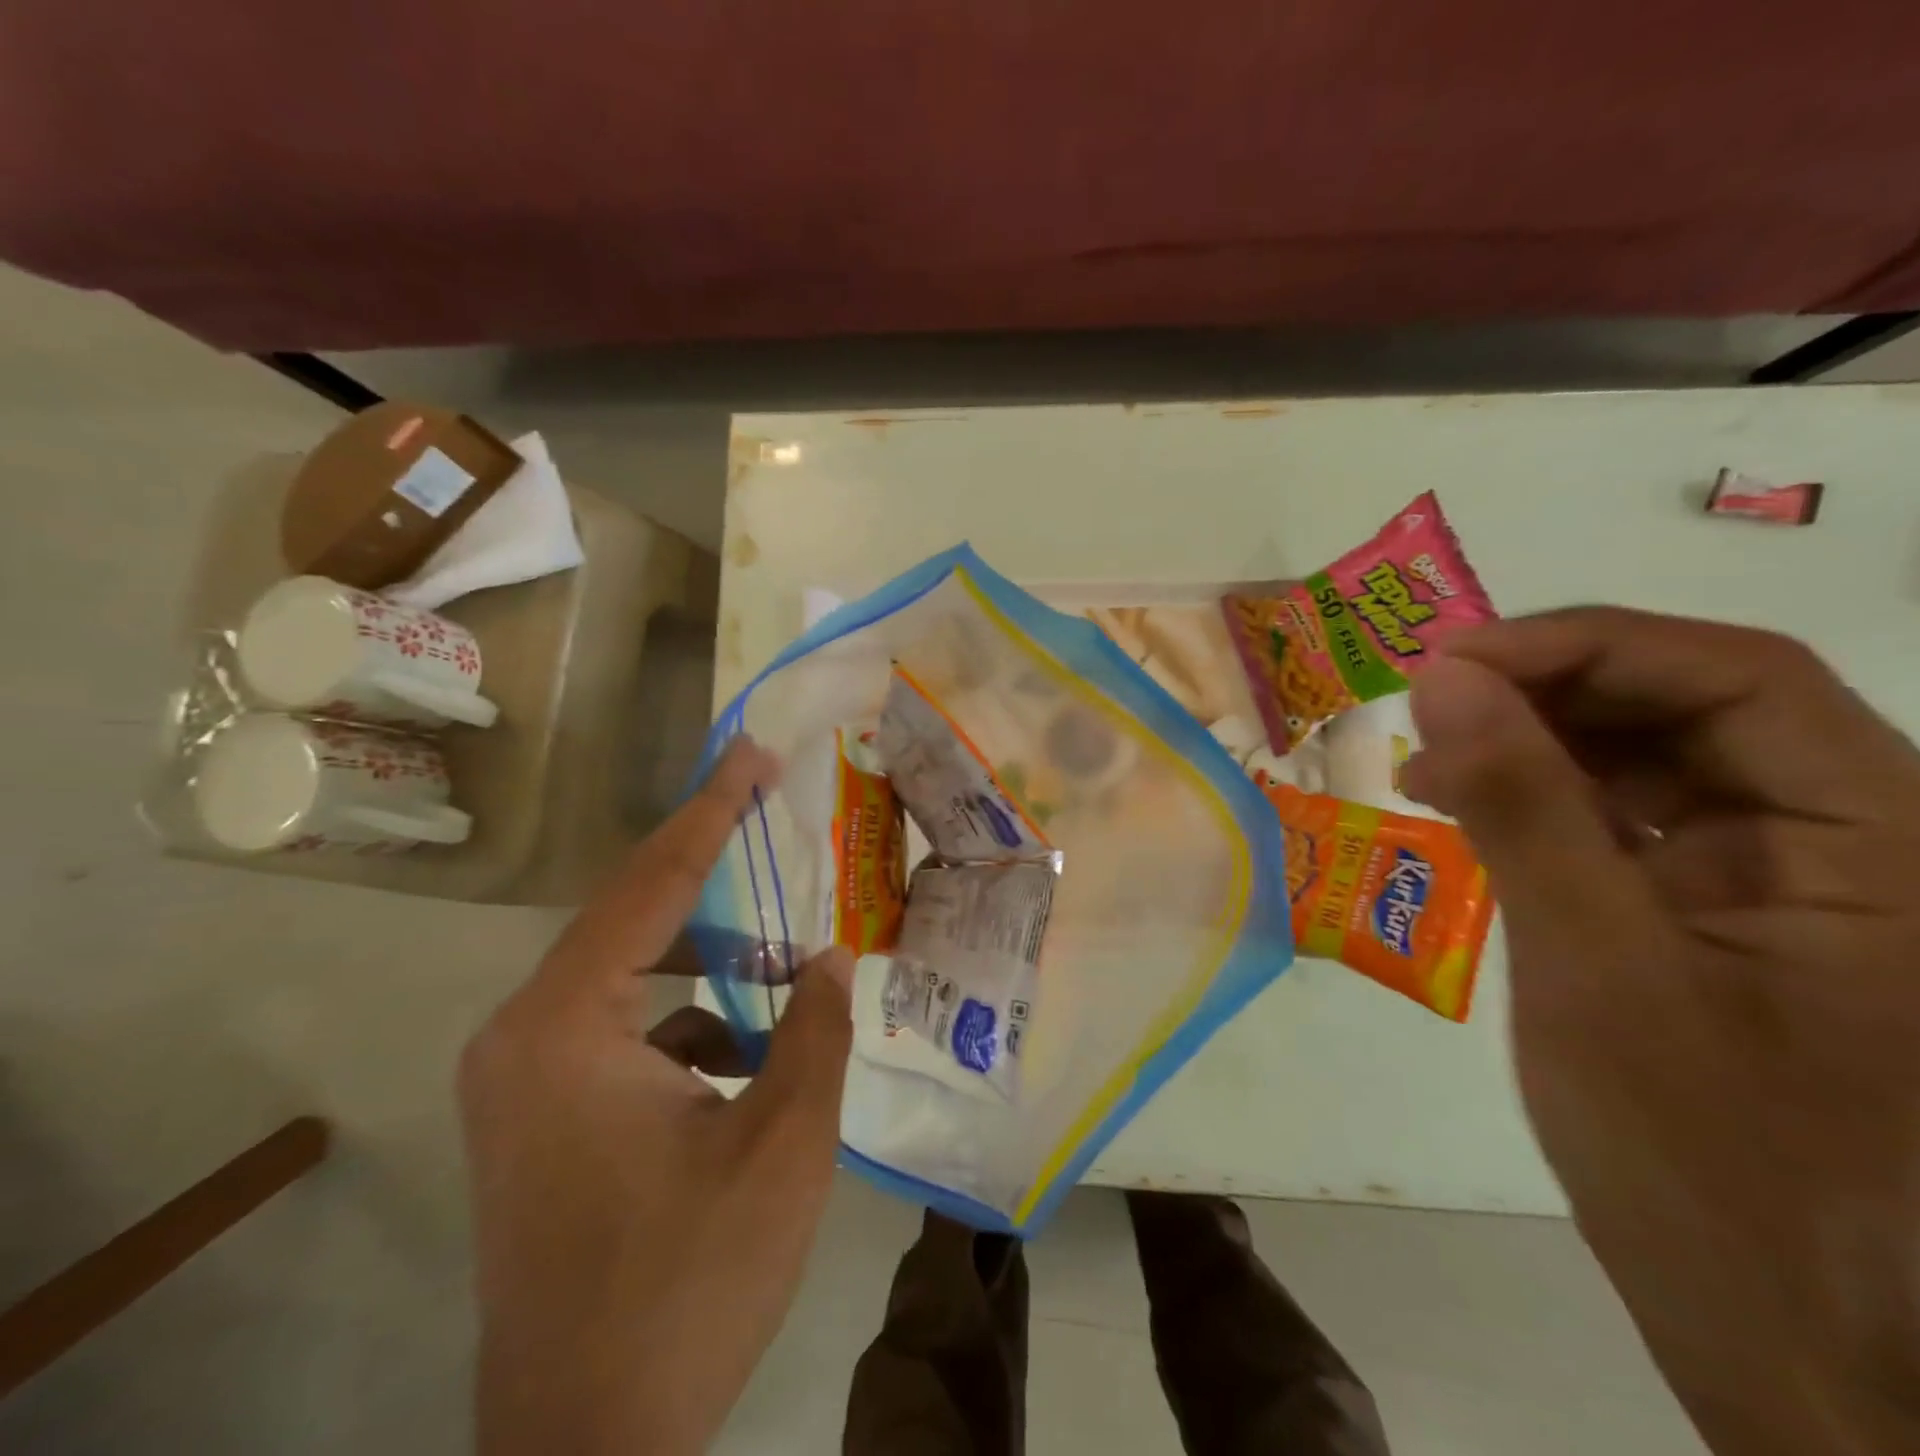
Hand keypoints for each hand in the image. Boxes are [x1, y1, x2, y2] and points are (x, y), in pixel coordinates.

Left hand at [459, 739, 853, 1455]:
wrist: (587, 1453)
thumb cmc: (685, 1288)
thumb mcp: (782, 1146)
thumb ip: (815, 1030)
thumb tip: (830, 955)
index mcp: (564, 1027)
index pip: (650, 883)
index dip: (712, 811)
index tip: (753, 755)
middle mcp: (523, 1035)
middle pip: (632, 917)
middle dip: (711, 868)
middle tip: (773, 816)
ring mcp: (522, 1078)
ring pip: (629, 973)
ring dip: (707, 954)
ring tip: (783, 951)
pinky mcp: (538, 1114)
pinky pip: (622, 1026)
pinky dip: (688, 1014)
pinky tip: (748, 1044)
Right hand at [1405, 608, 1919, 1455]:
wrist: (1782, 1339)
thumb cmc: (1709, 1165)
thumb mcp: (1595, 967)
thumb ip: (1522, 807)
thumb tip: (1444, 679)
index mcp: (1888, 848)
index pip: (1743, 679)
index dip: (1589, 646)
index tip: (1453, 662)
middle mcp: (1855, 844)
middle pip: (1697, 706)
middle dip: (1551, 689)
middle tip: (1428, 703)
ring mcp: (1785, 883)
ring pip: (1654, 758)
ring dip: (1533, 742)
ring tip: (1426, 760)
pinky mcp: (1718, 916)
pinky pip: (1626, 820)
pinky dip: (1538, 800)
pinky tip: (1463, 808)